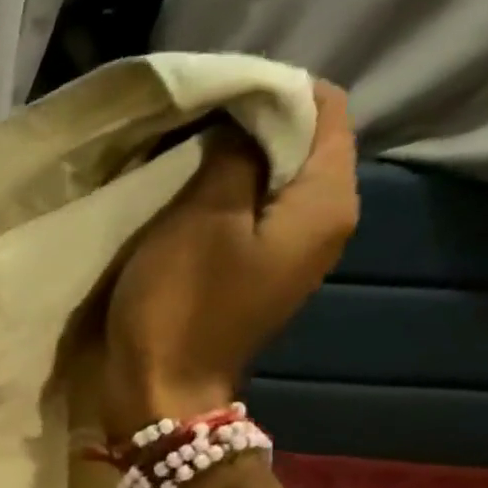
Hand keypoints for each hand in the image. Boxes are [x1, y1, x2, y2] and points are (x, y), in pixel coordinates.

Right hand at [99, 80, 359, 438]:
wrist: (162, 396)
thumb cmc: (180, 307)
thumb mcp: (200, 219)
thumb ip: (232, 155)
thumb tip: (243, 120)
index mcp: (325, 203)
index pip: (324, 106)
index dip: (269, 91)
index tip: (209, 100)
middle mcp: (325, 223)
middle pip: (302, 143)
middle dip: (247, 126)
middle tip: (187, 129)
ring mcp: (292, 255)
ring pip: (273, 181)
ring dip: (230, 165)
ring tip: (179, 163)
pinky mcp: (258, 277)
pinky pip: (251, 218)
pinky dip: (222, 202)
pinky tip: (184, 206)